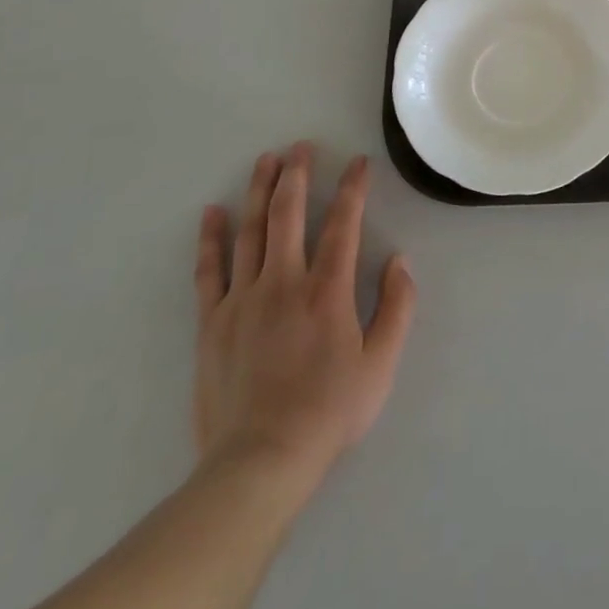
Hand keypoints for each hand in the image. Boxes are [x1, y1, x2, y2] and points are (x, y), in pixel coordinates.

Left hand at [193, 144, 415, 486]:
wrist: (259, 461)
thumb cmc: (328, 412)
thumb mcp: (380, 364)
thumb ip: (397, 308)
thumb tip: (399, 260)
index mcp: (328, 290)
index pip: (343, 224)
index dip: (353, 188)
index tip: (358, 163)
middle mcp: (284, 282)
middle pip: (289, 214)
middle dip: (297, 175)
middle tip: (301, 146)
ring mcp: (243, 299)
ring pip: (251, 231)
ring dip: (259, 191)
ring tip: (265, 161)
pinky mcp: (212, 322)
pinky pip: (209, 270)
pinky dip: (210, 239)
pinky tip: (213, 213)